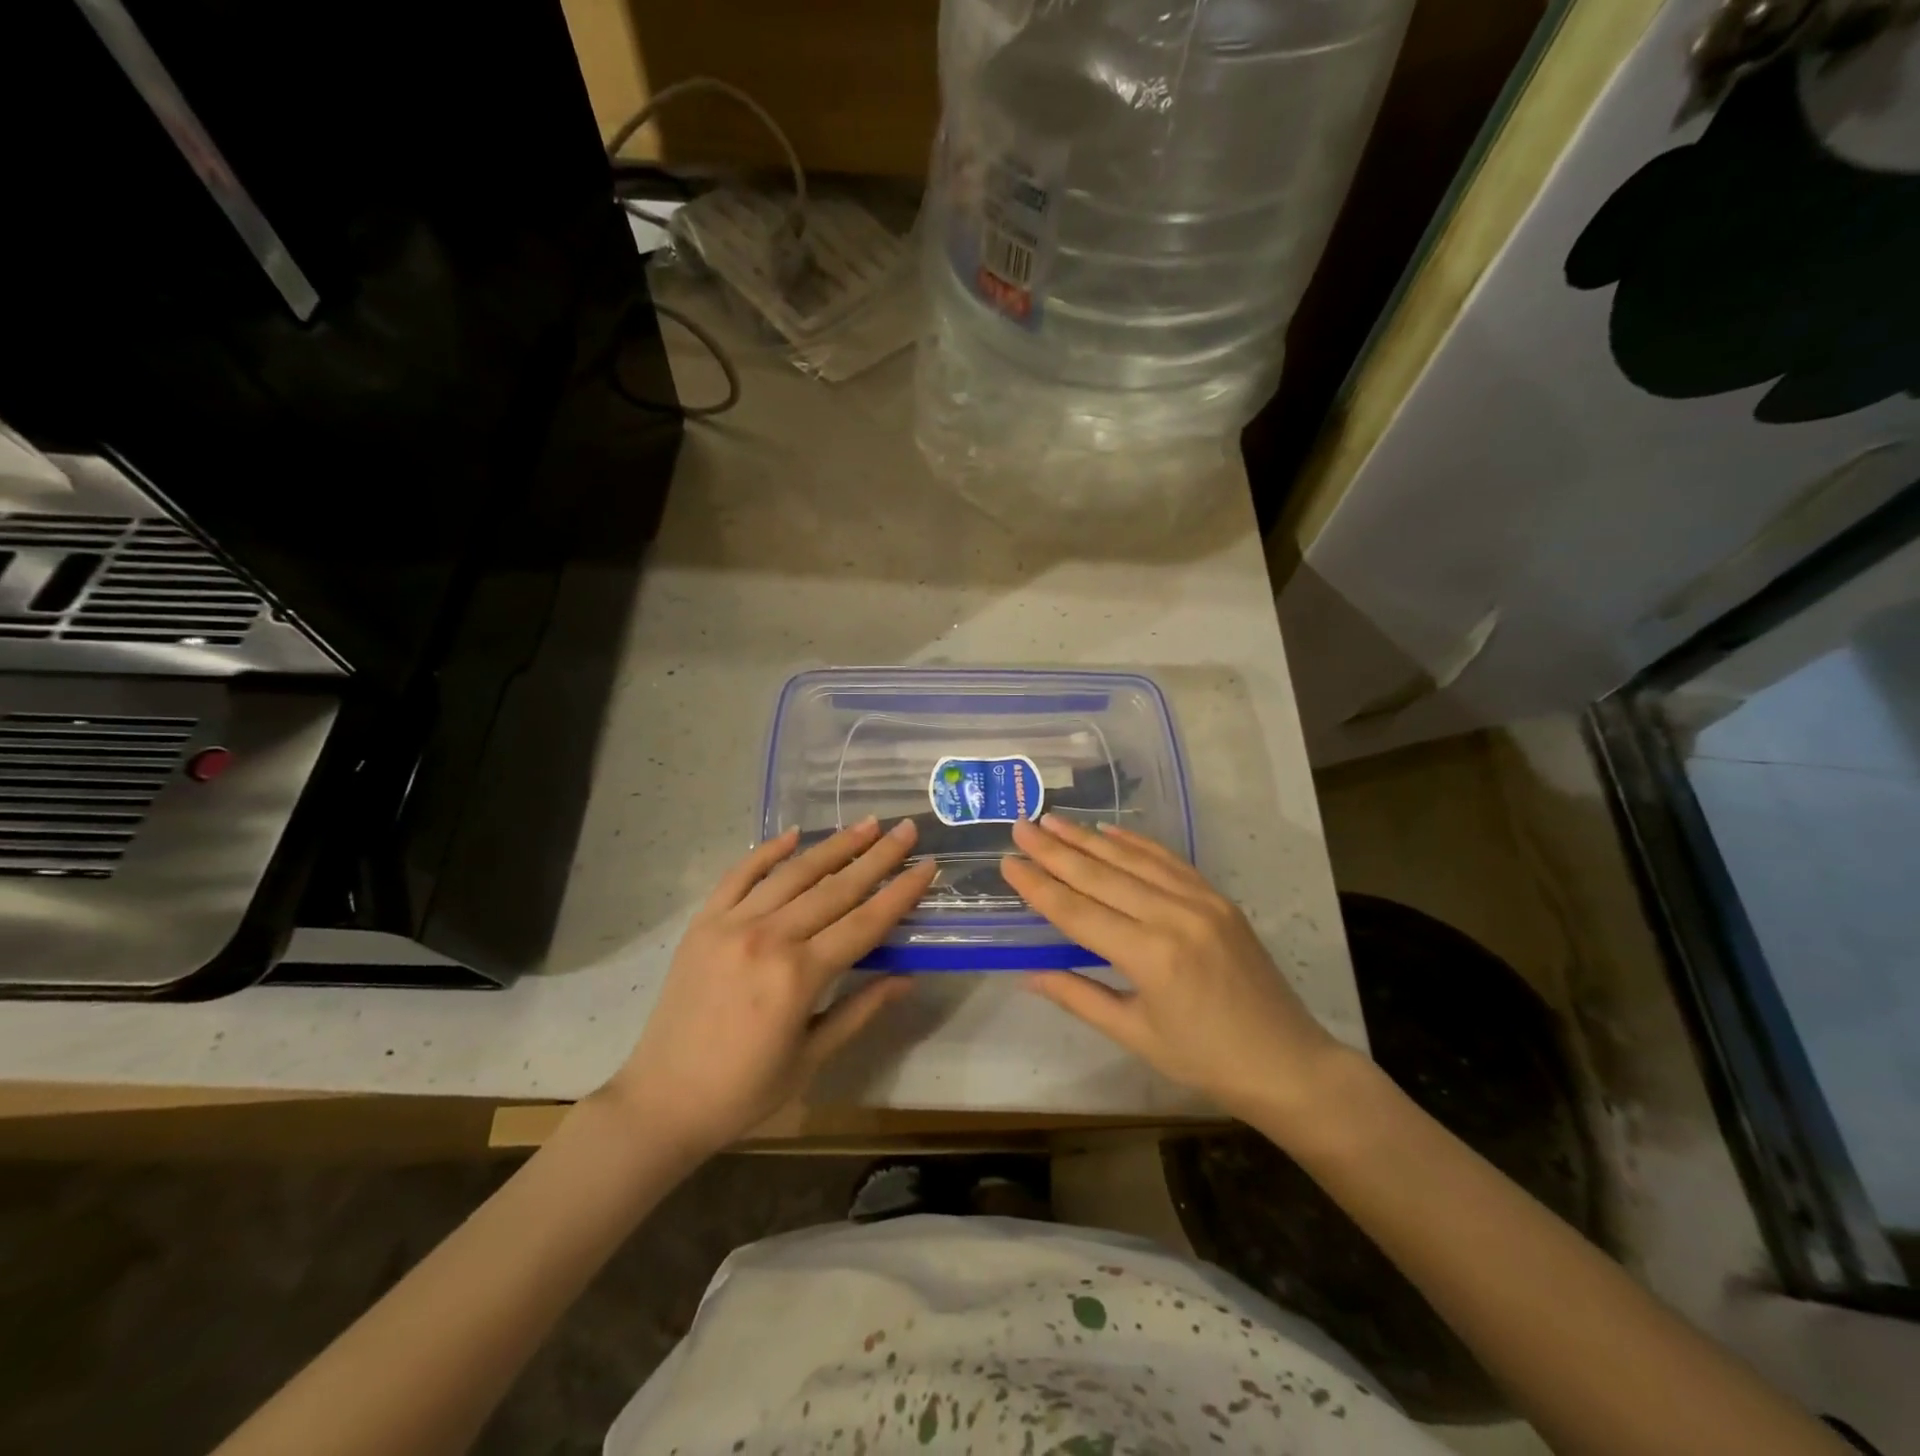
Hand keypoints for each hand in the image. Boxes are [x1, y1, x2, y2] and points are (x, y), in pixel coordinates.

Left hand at [601, 818, 936, 1158]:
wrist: (662, 1100)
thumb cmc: (745, 1090)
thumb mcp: (812, 1058)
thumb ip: (860, 1010)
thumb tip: (907, 978)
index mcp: (799, 976)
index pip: (865, 923)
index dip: (900, 892)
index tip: (927, 864)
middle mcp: (769, 938)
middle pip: (835, 888)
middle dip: (876, 856)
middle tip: (906, 827)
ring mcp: (732, 924)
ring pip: (793, 873)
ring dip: (834, 845)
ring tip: (867, 823)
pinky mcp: (704, 922)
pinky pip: (739, 875)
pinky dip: (768, 851)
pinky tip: (795, 834)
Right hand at [1002, 815, 1350, 1133]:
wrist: (1287, 1062)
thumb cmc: (1205, 1060)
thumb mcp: (1135, 1034)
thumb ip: (1079, 996)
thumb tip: (1027, 974)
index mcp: (1150, 957)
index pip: (1078, 912)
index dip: (1039, 887)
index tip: (1008, 863)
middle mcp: (1174, 917)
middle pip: (1101, 876)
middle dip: (1055, 850)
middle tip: (1020, 827)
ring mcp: (1200, 901)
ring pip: (1132, 860)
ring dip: (1088, 838)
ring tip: (1052, 820)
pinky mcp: (1217, 898)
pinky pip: (1169, 861)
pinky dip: (1135, 843)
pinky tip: (1108, 831)